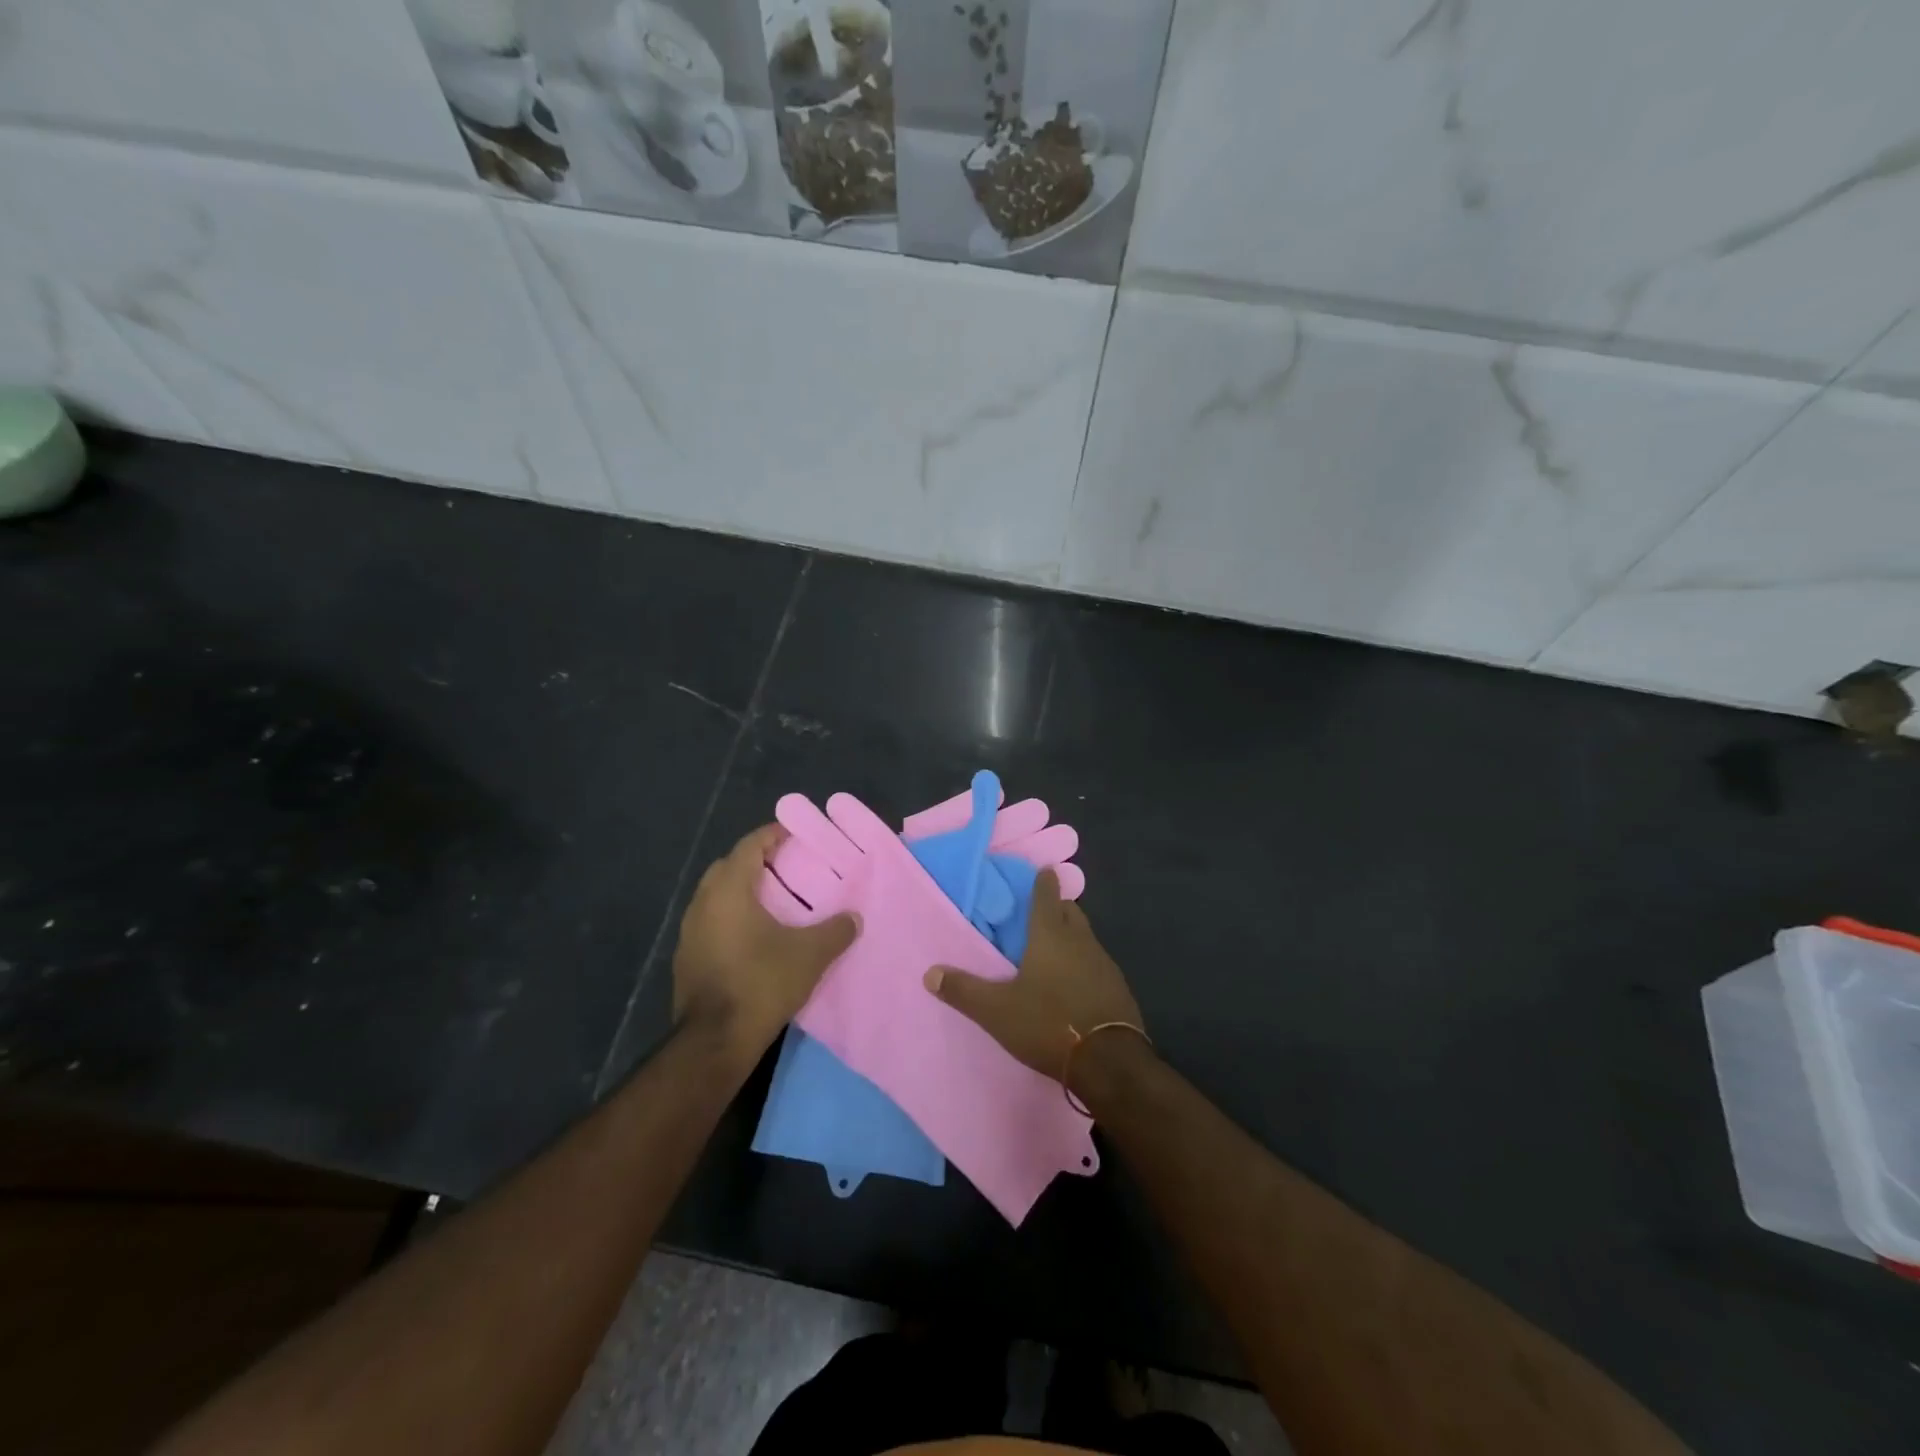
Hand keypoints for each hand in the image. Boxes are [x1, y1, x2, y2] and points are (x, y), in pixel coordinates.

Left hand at [672, 825, 857, 1057]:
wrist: (715, 1040)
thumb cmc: (762, 983)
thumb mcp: (810, 955)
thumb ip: (836, 930)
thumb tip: (854, 918)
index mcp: (729, 891)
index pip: (749, 847)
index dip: (771, 835)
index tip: (792, 832)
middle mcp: (703, 904)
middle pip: (727, 867)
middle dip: (754, 861)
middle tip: (784, 864)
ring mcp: (690, 932)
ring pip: (715, 896)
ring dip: (740, 890)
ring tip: (772, 899)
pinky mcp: (687, 959)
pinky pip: (710, 922)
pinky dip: (731, 917)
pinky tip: (752, 936)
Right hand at [924, 869, 1142, 1089]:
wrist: (1110, 1062)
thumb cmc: (1049, 1023)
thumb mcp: (997, 1011)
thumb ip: (964, 991)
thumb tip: (929, 973)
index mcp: (1051, 936)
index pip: (1047, 896)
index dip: (1043, 882)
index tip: (1043, 871)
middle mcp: (1081, 942)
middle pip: (1071, 912)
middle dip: (1058, 906)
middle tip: (1042, 911)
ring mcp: (1105, 965)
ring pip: (1086, 938)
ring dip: (1072, 936)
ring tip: (1055, 948)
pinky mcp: (1119, 989)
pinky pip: (1098, 965)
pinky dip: (1086, 964)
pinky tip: (1076, 983)